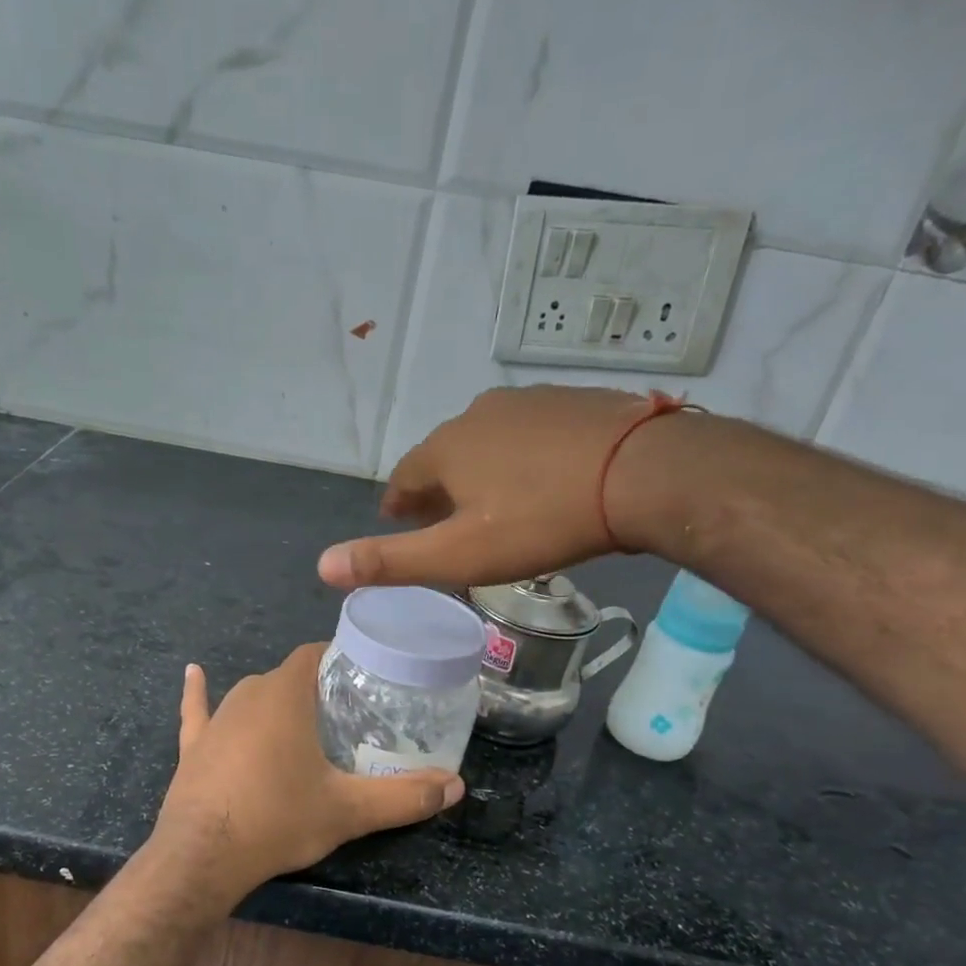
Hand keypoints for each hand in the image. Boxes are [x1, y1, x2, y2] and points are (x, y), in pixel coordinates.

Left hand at [150, 645, 462, 905]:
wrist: (202, 857)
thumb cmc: (278, 818)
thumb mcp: (349, 810)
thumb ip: (404, 796)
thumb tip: (457, 785)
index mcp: (286, 693)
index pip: (317, 654)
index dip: (341, 660)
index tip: (365, 681)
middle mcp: (249, 693)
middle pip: (289, 677)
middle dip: (316, 690)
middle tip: (347, 716)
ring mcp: (217, 718)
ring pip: (253, 695)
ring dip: (276, 703)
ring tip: (305, 723)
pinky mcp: (193, 745)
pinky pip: (199, 711)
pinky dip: (199, 695)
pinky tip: (194, 673)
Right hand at [316, 385, 690, 589]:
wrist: (643, 472)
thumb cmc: (541, 520)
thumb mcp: (459, 554)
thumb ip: (390, 561)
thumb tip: (322, 565)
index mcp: (445, 449)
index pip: (404, 479)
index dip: (399, 506)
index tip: (402, 525)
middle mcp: (476, 414)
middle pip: (445, 457)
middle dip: (439, 490)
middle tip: (448, 522)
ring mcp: (527, 402)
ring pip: (488, 442)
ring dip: (482, 470)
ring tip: (496, 503)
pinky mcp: (571, 400)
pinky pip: (531, 433)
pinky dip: (524, 456)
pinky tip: (544, 477)